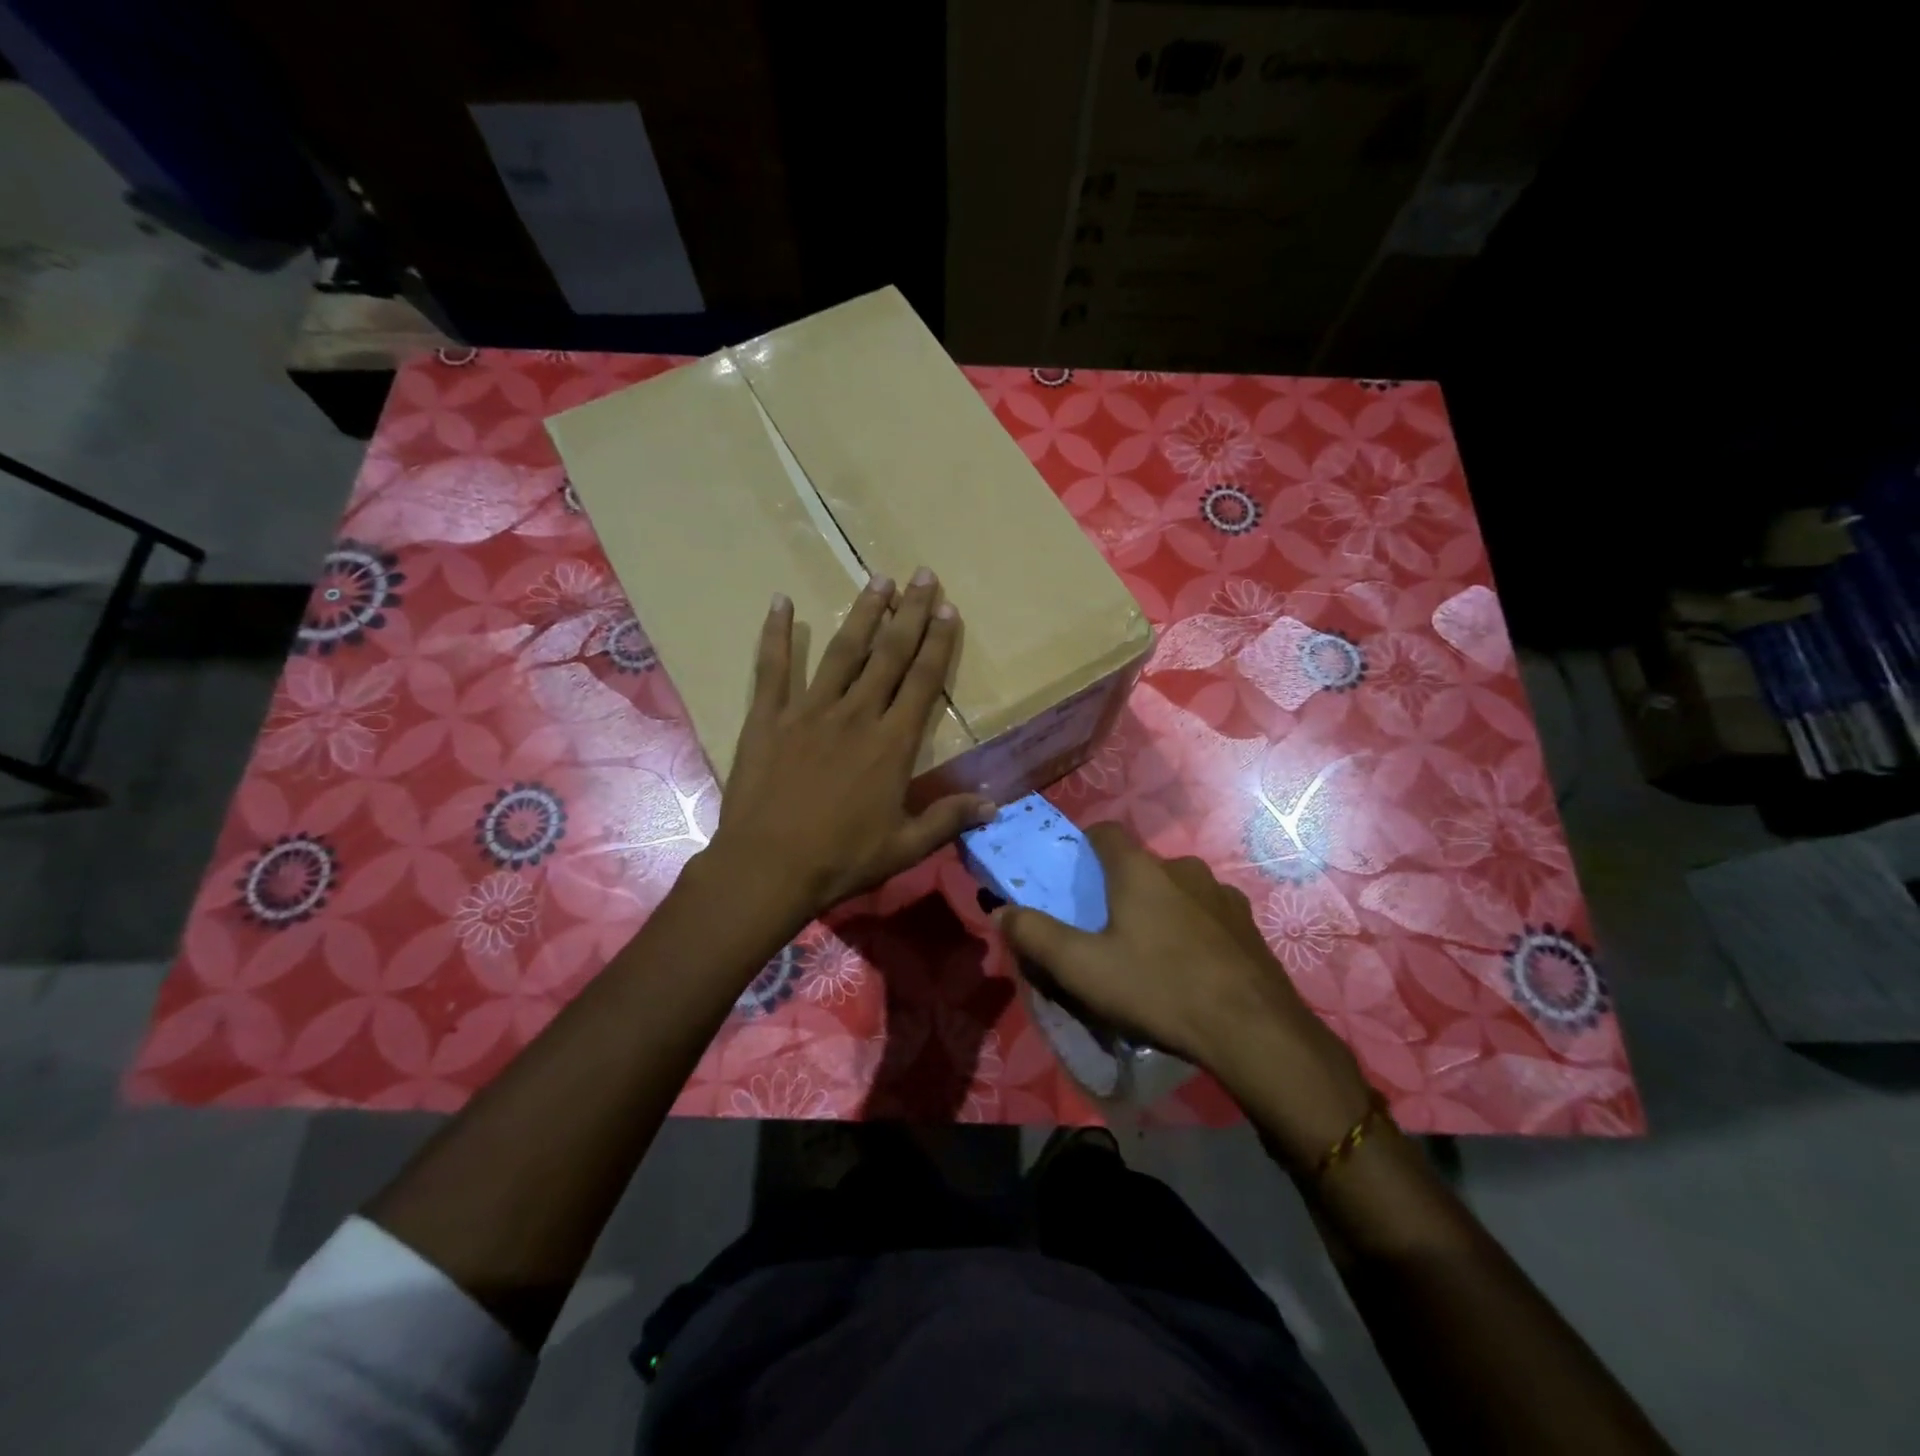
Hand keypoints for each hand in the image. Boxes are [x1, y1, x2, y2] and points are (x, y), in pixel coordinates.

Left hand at [701, 569, 995, 933]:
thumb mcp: (904, 847)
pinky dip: (776, 634)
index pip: (922, 681)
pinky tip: (781, 601)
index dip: (937, 643)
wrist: (768, 868)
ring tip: (877, 580)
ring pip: (841, 652)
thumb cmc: (841, 860)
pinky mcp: (768, 718)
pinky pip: (772, 668)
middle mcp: (856, 715)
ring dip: (861, 614)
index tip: (947, 608)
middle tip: (921, 575)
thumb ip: (949, 819)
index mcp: (892, 744)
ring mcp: (809, 711)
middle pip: (888, 655)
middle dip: (908, 613)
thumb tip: (995, 805)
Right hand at [997, 824, 1376, 1170]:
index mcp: (1140, 870)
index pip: (1105, 832)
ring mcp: (1222, 896)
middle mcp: (1183, 869)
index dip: (1084, 844)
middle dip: (1119, 887)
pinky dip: (1191, 929)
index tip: (1072, 872)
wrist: (1253, 1031)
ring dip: (1159, 908)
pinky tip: (1189, 968)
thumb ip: (1036, 935)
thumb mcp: (1082, 968)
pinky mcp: (1247, 926)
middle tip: (1105, 927)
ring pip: (1176, 890)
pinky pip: (1206, 915)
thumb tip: (1000, 910)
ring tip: (1149, 951)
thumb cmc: (1158, 988)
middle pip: (1140, 865)